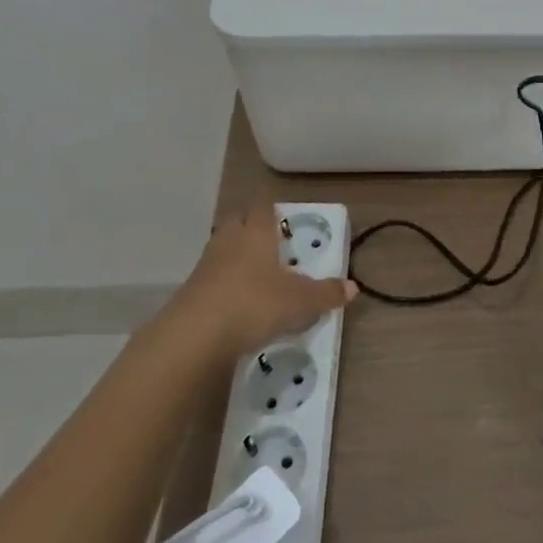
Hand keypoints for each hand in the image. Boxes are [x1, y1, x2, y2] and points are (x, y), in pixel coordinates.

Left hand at [173, 204, 357, 357]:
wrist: (196, 336)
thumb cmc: (255, 303)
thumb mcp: (301, 301)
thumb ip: (326, 293)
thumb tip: (353, 287)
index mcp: (256, 233)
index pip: (263, 207)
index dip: (272, 208)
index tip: (281, 214)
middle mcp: (229, 241)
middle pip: (237, 221)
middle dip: (250, 225)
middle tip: (268, 240)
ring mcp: (205, 266)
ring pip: (221, 248)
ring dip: (235, 255)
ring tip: (255, 273)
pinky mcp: (190, 292)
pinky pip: (210, 278)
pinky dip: (223, 284)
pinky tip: (236, 302)